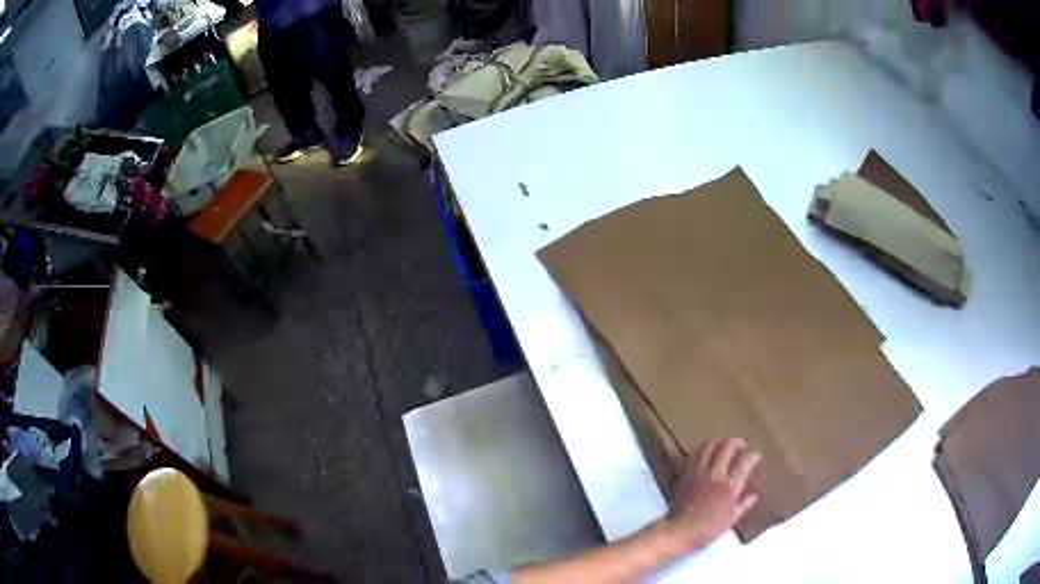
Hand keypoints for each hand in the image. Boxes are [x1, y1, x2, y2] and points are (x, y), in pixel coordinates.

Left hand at [665, 438, 760, 549]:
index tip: (756, 457)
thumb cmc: (707, 530)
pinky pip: (696, 453)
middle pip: (728, 446)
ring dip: (721, 441)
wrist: (679, 531)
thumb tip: (754, 495)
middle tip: (742, 445)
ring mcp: (699, 472)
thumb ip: (743, 505)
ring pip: (711, 445)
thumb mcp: (730, 521)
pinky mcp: (686, 473)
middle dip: (738, 442)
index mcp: (729, 487)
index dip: (753, 455)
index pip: (745, 460)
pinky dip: (705, 448)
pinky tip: (709, 452)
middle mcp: (715, 474)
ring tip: (726, 444)